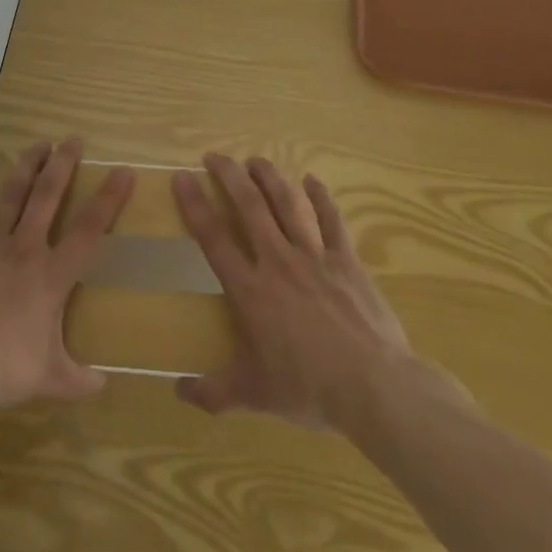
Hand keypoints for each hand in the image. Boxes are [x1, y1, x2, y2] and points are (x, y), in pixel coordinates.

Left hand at [0, 138, 133, 406]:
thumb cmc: (3, 365)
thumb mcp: (48, 379)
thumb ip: (76, 380)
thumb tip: (102, 387)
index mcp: (52, 276)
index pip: (89, 230)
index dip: (109, 199)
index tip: (122, 171)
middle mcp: (25, 248)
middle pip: (48, 197)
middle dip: (62, 165)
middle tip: (72, 139)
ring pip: (12, 195)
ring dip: (26, 168)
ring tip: (37, 144)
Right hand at [173, 154, 460, 430]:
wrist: (374, 387)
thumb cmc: (309, 389)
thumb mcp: (254, 395)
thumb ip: (213, 392)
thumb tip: (177, 391)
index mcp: (250, 290)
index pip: (213, 237)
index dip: (194, 204)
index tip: (182, 177)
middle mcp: (277, 261)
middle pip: (249, 206)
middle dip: (229, 176)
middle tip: (215, 156)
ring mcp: (314, 256)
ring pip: (287, 204)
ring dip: (269, 177)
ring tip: (254, 160)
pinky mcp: (346, 260)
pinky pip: (331, 220)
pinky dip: (321, 198)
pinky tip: (312, 180)